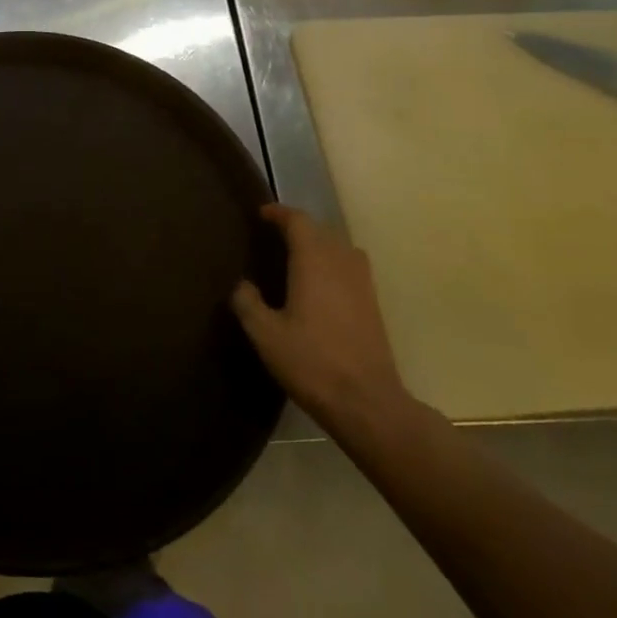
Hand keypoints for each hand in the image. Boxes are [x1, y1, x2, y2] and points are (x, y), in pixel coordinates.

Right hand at [231, 205, 411, 431]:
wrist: (367, 403)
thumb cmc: (312, 362)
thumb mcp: (265, 334)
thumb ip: (248, 303)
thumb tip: (242, 284)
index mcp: (314, 262)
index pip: (299, 222)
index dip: (280, 213)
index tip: (262, 213)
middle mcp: (342, 264)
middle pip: (322, 231)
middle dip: (298, 227)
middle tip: (274, 235)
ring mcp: (363, 285)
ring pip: (341, 248)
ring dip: (319, 245)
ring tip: (298, 257)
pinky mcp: (374, 306)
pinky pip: (351, 268)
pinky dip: (334, 264)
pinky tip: (320, 287)